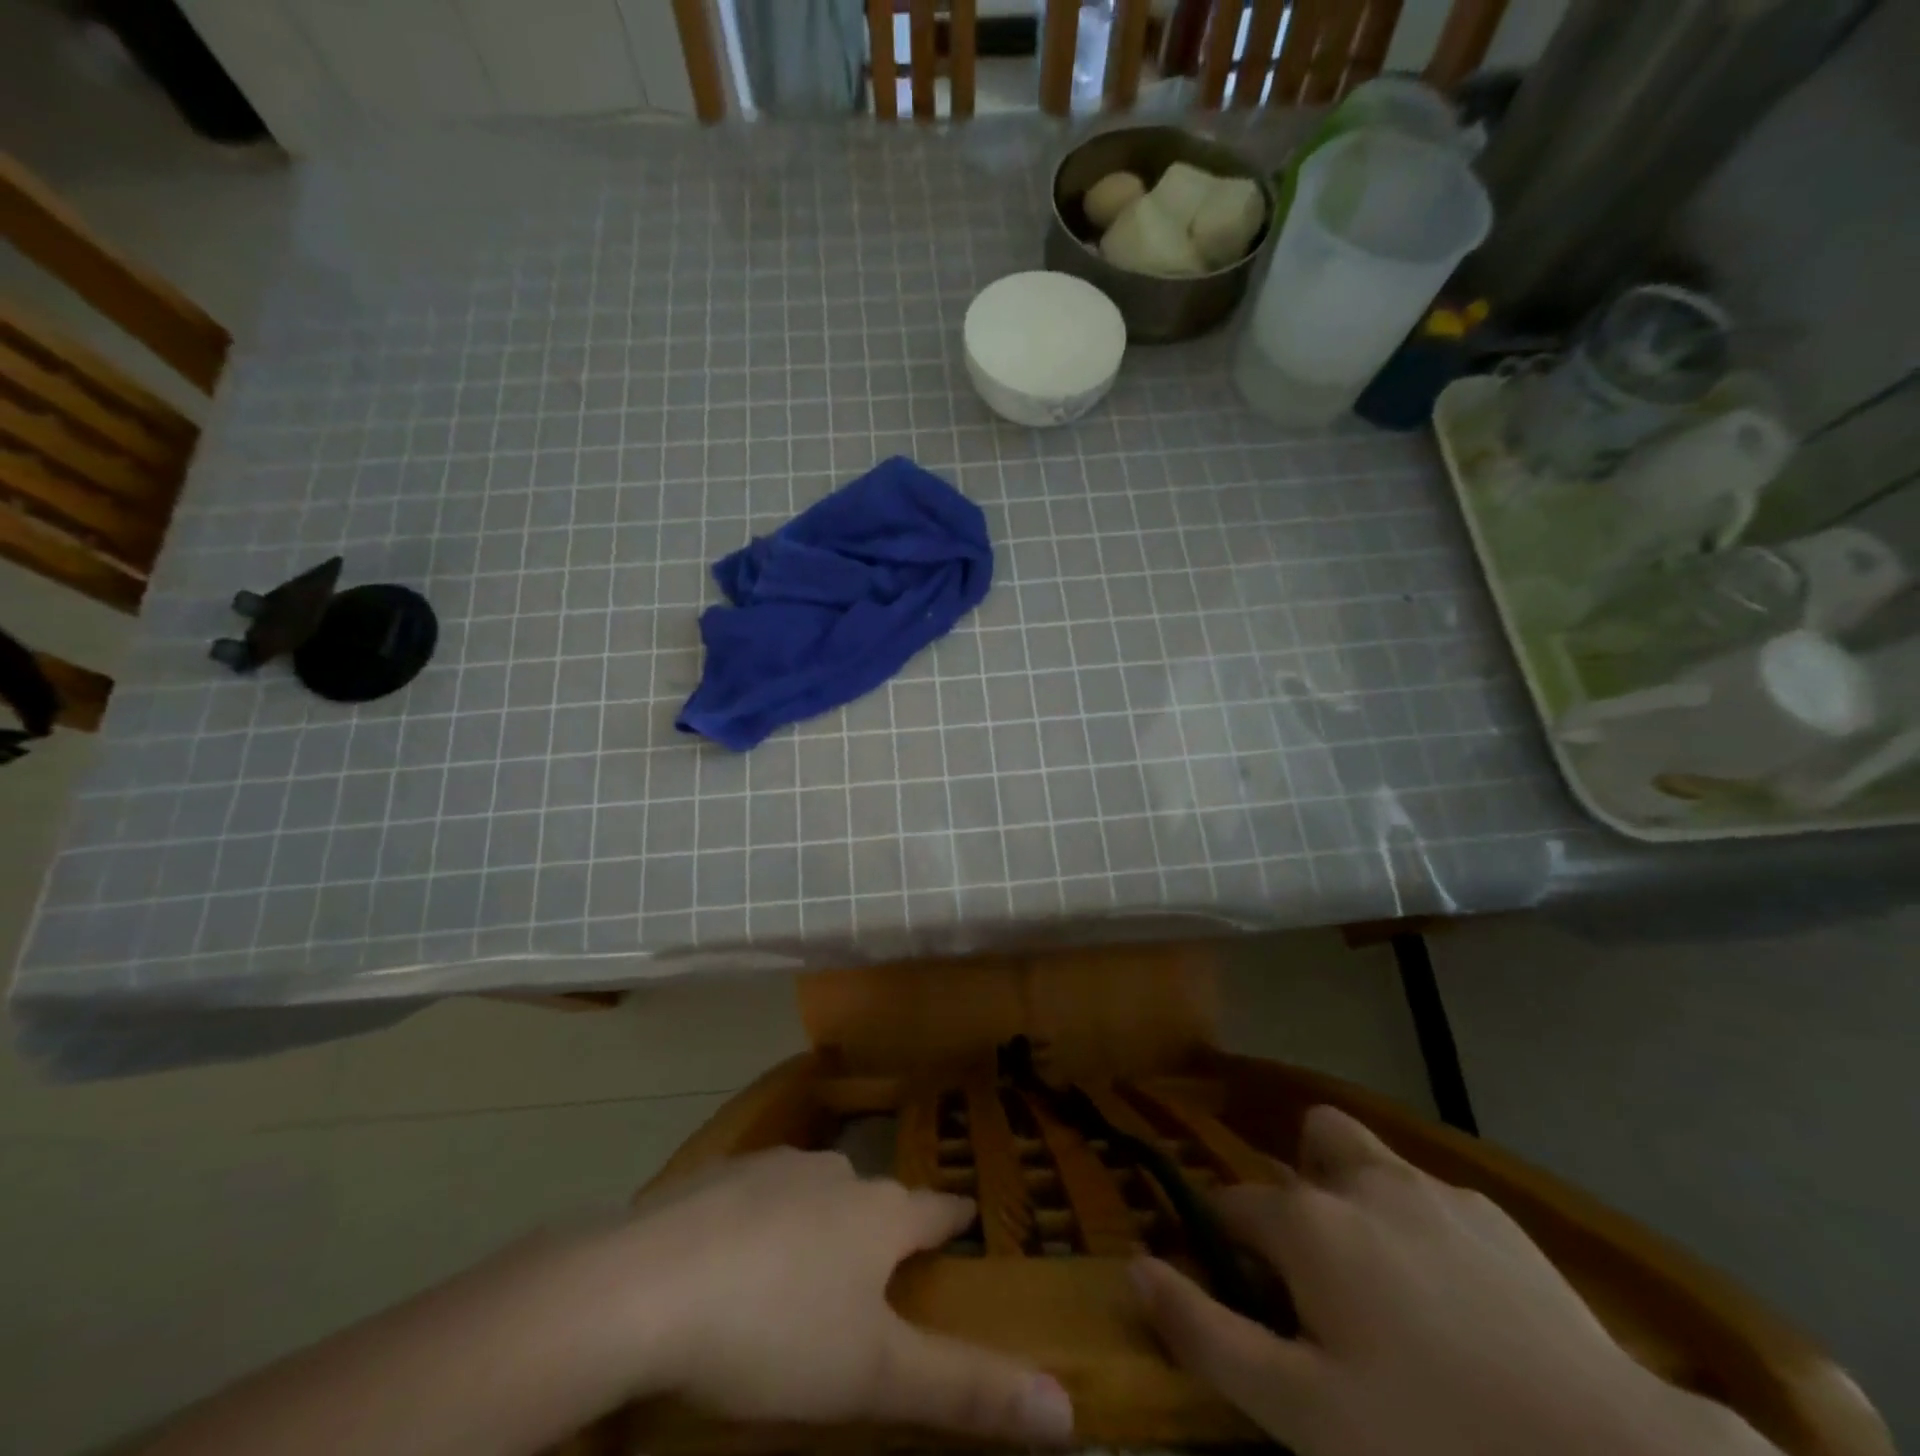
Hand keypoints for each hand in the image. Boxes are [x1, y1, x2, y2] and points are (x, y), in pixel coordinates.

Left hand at [621, 1148, 1074, 1443]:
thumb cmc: (776, 1333)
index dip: (955, 1219)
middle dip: (886, 1224)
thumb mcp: (875, 1376)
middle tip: (882, 1263)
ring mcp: (775, 1166)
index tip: (966, 1220)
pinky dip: (767, 1217)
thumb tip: (1069, 1410)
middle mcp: (836, 1174)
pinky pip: (761, 1192)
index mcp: (879, 1215)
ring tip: (810, 1263)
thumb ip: (968, 1390)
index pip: (937, 1210)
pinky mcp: (720, 1173)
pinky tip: (740, 1253)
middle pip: (876, 1197)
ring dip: (826, 1217)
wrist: (647, 1287)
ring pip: (818, 1189)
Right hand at [1132, 1107, 1776, 1455]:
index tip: (1235, 1291)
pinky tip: (1459, 1304)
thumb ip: (1207, 1334)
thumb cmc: (1436, 1442)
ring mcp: (1435, 1192)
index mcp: (1308, 1222)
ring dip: (1358, 1192)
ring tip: (1383, 1279)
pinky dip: (1420, 1226)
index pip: (1231, 1207)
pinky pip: (1432, 1197)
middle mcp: (1362, 1182)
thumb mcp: (1302, 1413)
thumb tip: (1136, 1269)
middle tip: (1318, 1271)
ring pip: (1371, 1155)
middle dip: (1301, 1184)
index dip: (1221, 1244)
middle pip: (1311, 1139)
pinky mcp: (1498, 1218)